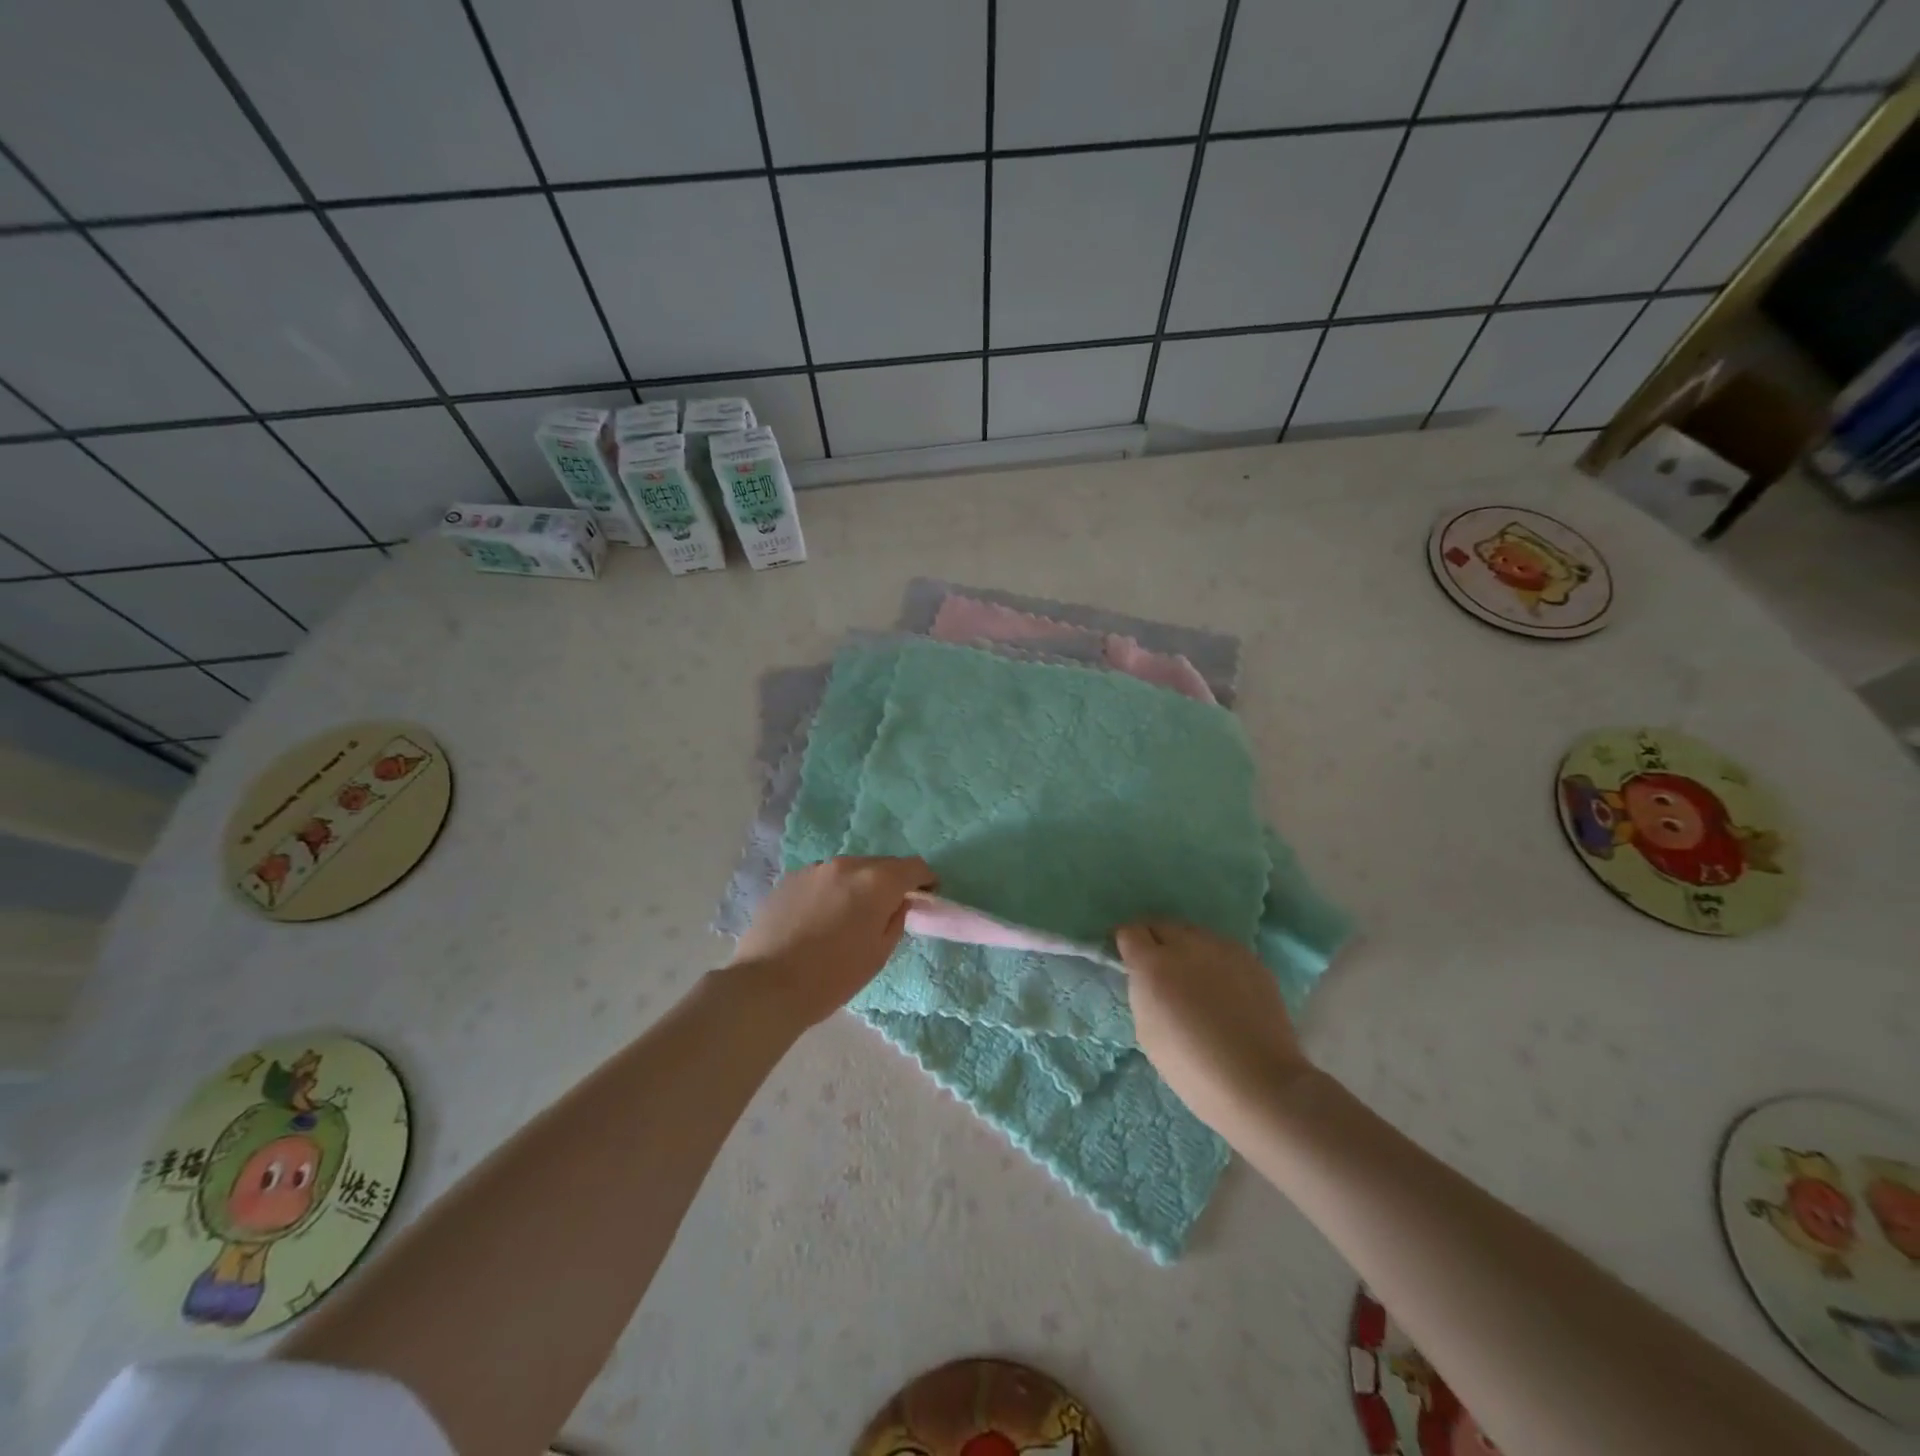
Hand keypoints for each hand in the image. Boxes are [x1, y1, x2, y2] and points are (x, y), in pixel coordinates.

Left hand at [728, 857, 936, 1025]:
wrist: (767, 985)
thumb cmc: (832, 976)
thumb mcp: (878, 954)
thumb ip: (895, 921)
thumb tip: (897, 904)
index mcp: (875, 881)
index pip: (913, 867)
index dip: (925, 879)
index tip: (927, 894)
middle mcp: (846, 865)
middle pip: (880, 864)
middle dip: (891, 881)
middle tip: (890, 908)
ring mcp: (814, 869)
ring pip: (849, 870)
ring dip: (859, 885)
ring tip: (852, 914)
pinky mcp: (789, 879)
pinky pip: (823, 879)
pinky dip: (832, 891)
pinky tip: (822, 917)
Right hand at [1116, 920, 1313, 1134]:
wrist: (1259, 1084)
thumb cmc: (1192, 1068)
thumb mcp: (1147, 1032)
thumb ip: (1143, 993)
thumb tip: (1148, 979)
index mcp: (1153, 964)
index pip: (1129, 931)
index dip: (1126, 945)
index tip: (1128, 962)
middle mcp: (1187, 945)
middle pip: (1162, 925)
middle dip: (1155, 942)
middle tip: (1160, 972)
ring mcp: (1224, 949)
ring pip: (1194, 934)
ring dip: (1186, 949)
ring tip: (1194, 979)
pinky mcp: (1252, 961)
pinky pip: (1223, 950)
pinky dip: (1215, 961)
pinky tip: (1223, 990)